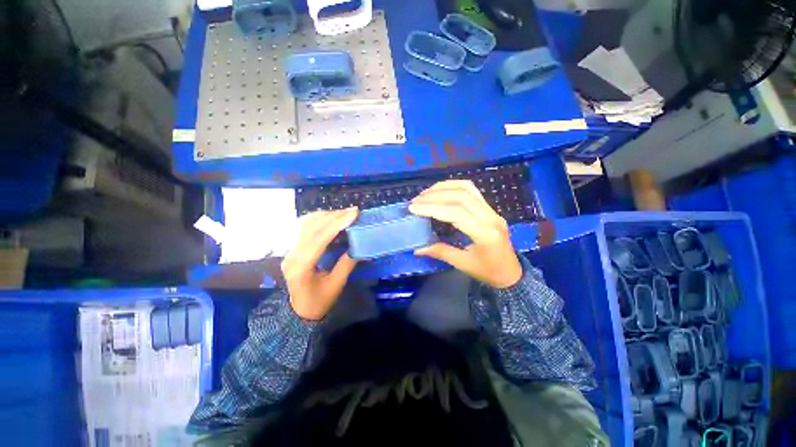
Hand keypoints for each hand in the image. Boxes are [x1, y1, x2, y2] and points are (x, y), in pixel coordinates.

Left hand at [281, 208, 358, 320]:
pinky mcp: (292, 248)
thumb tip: (360, 245)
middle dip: (334, 216)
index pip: (318, 238)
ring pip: (306, 224)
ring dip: (326, 215)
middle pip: (311, 228)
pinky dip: (319, 219)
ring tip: (344, 213)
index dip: (337, 223)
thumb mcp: (336, 285)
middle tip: (353, 211)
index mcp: (301, 267)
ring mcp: (289, 250)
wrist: (299, 311)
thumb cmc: (319, 301)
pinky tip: (330, 218)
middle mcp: (291, 254)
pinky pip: (303, 227)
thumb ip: (347, 264)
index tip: (354, 213)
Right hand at [409, 180, 522, 288]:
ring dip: (443, 188)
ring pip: (466, 189)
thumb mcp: (463, 264)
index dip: (432, 208)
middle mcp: (490, 217)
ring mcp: (492, 210)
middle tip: (416, 201)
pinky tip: (441, 191)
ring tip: (425, 194)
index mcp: (485, 233)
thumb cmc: (489, 272)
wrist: (512, 273)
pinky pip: (472, 190)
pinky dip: (454, 187)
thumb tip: (417, 249)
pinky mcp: (490, 208)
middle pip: (460, 196)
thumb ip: (440, 252)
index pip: (455, 213)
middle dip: (434, 196)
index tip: (413, 208)